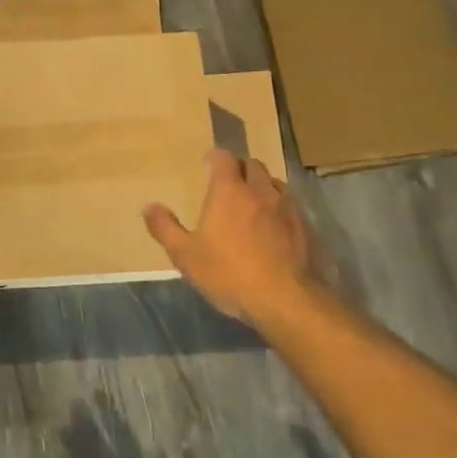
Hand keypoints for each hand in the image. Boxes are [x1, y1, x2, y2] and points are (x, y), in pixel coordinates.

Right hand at [144, 151, 327, 324]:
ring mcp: (288, 208)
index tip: (208, 164)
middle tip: (228, 183)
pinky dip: (279, 208)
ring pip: (274, 183)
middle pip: (252, 165)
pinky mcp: (307, 228)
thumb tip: (149, 206)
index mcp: (229, 191)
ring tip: (252, 203)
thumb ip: (165, 228)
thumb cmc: (229, 273)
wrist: (287, 301)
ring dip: (262, 186)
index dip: (216, 157)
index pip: (224, 158)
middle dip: (239, 168)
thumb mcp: (186, 255)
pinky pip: (291, 206)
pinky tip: (274, 228)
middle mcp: (260, 191)